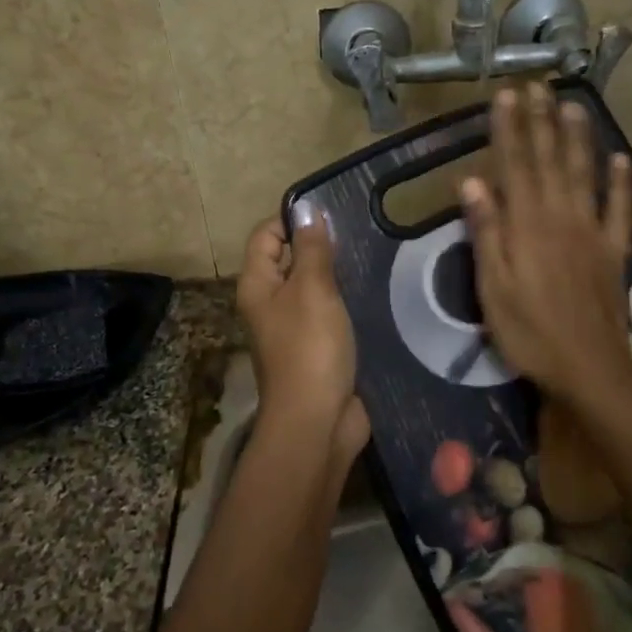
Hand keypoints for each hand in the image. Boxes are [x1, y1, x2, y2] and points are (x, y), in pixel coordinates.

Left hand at [236, 212, 369, 469]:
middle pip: (289, 259)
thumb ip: (311, 248)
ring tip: (371, 256)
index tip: (332, 214)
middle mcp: (270, 302)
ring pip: (313, 286)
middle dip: (320, 245)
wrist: (317, 421)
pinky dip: (347, 301)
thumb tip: (307, 210)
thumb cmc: (310, 347)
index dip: (293, 220)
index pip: (266, 234)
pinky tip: (374, 291)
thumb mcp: (312, 289)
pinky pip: (330, 312)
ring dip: (337, 274)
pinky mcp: (318, 346)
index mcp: (257, 284)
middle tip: (359, 233)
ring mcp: (294, 327)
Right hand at [460, 84, 631, 405]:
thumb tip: (471, 181)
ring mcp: (592, 232)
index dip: (509, 129)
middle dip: (542, 121)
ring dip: (579, 139)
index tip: (506, 95)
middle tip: (538, 86)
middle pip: (550, 161)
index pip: (514, 166)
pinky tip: (622, 161)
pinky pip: (620, 211)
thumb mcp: (492, 287)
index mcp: (526, 225)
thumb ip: (486, 232)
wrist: (589, 366)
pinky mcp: (614, 251)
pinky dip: (622, 185)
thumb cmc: (529, 331)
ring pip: (584, 175)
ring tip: (574, 106)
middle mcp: (560, 217)